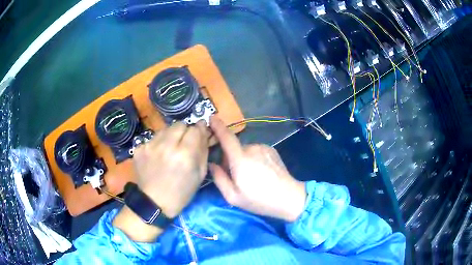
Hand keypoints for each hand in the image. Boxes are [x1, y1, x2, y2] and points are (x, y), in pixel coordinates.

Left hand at [113, 121, 208, 241]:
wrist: (154, 203)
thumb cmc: (181, 192)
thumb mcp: (199, 175)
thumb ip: (203, 150)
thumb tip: (203, 130)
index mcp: (185, 155)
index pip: (195, 129)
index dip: (198, 131)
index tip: (198, 134)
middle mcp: (166, 146)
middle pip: (180, 124)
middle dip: (184, 132)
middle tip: (183, 144)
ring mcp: (150, 146)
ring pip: (165, 129)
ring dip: (170, 136)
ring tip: (169, 151)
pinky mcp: (139, 148)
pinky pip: (153, 138)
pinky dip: (158, 144)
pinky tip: (157, 157)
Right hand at [209, 117, 306, 221]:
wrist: (288, 198)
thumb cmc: (259, 200)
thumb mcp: (233, 197)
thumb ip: (219, 178)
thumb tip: (212, 164)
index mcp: (240, 159)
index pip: (226, 137)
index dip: (218, 126)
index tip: (211, 118)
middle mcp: (252, 148)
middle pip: (234, 148)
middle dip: (230, 159)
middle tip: (235, 177)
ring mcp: (264, 148)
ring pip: (245, 150)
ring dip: (242, 159)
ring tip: (250, 177)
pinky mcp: (272, 150)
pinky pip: (256, 151)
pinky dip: (253, 158)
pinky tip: (261, 172)